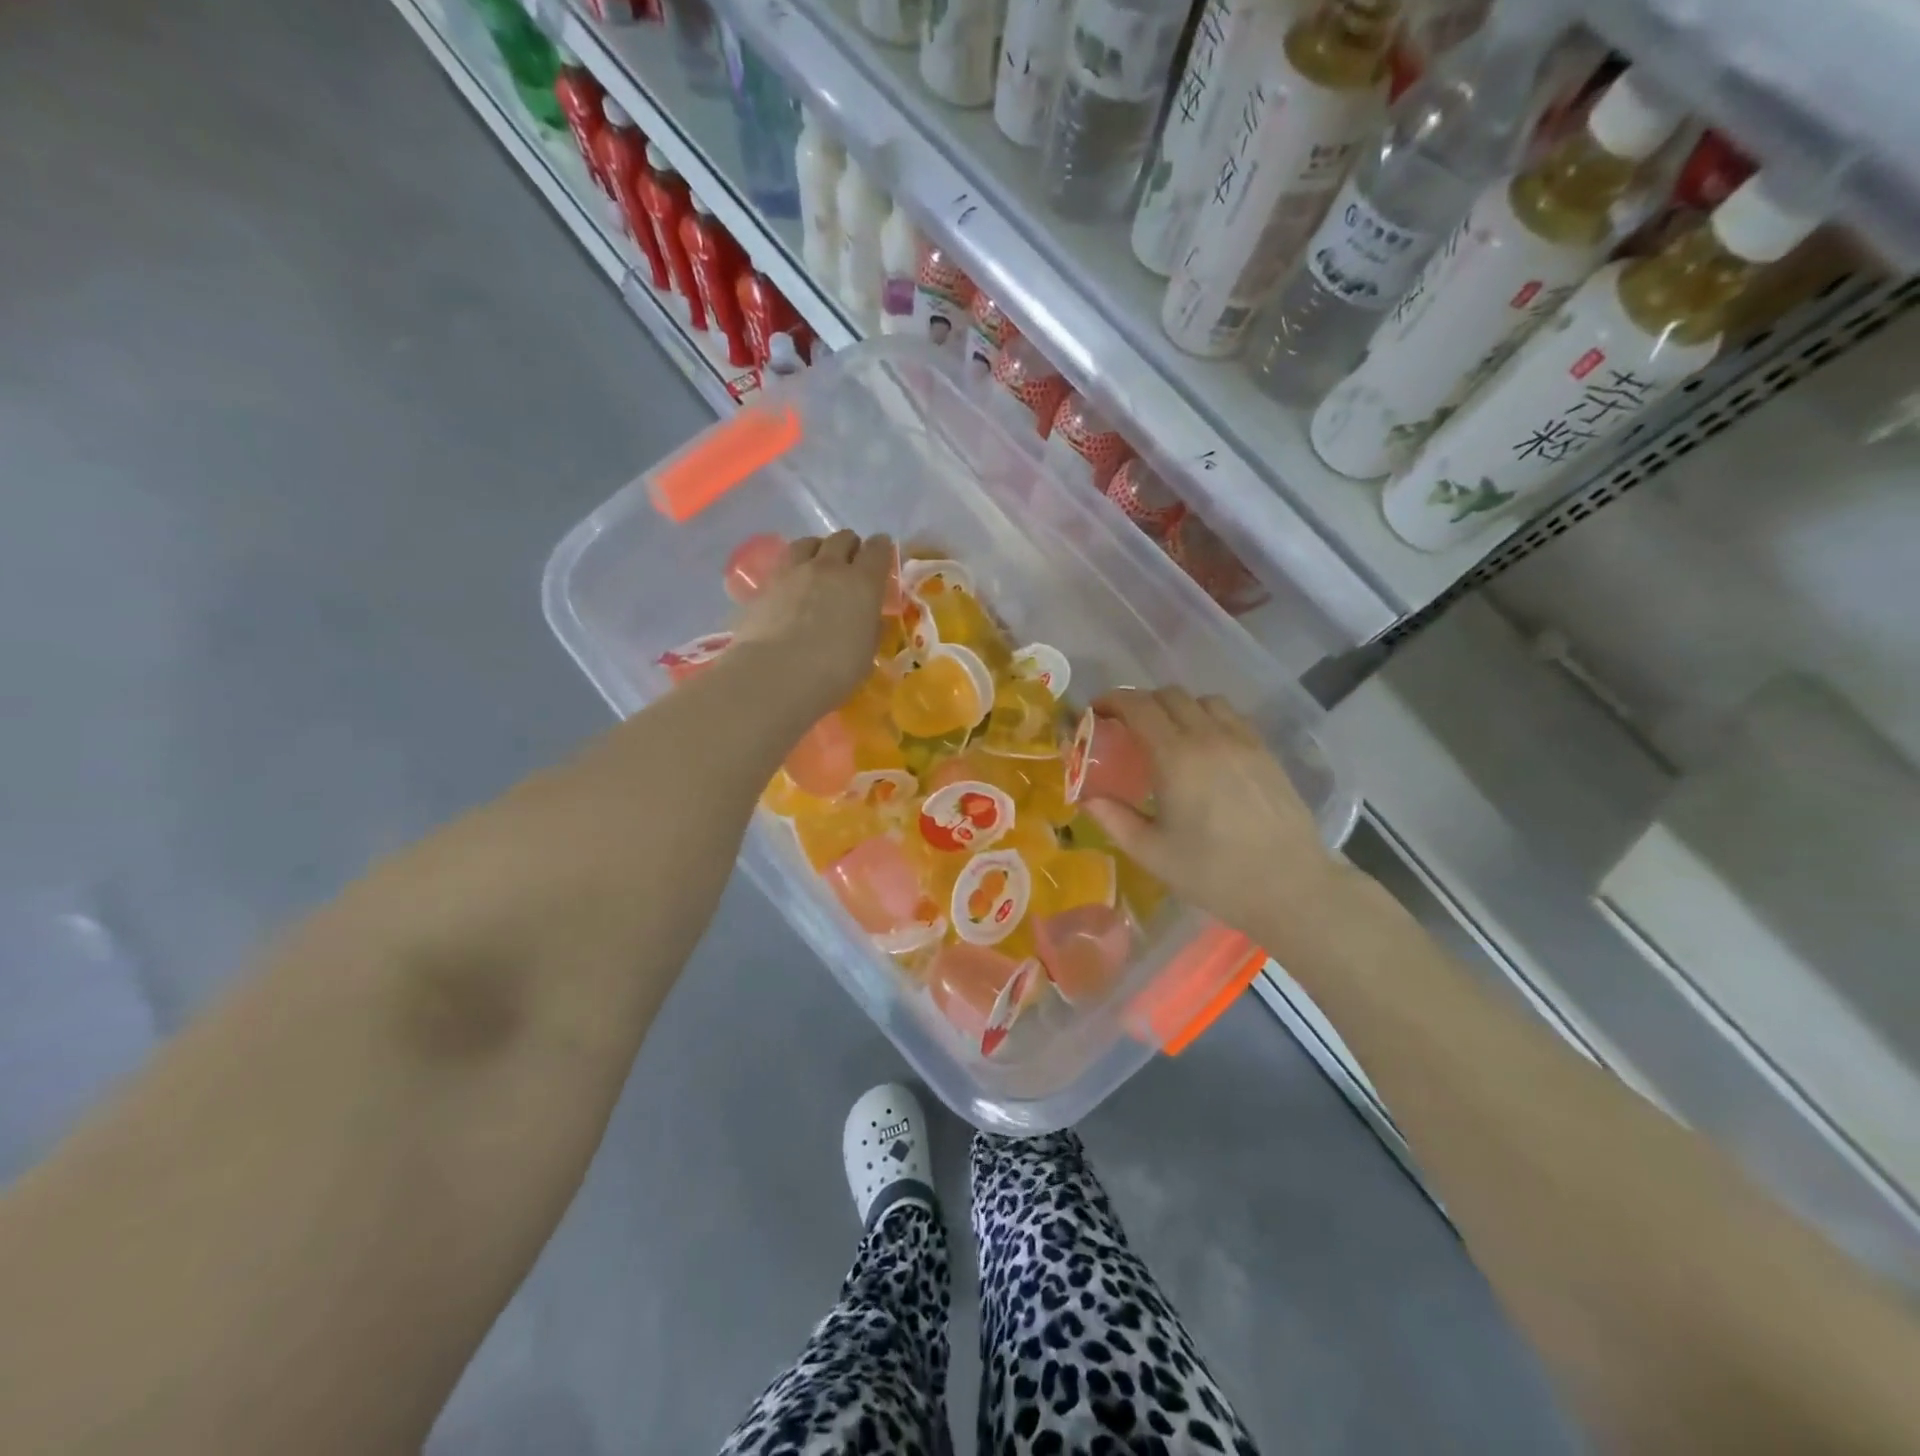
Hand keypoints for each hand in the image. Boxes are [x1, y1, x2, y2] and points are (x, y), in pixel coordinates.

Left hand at [731, 530, 892, 720]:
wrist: (776, 674)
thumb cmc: (834, 671)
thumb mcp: (866, 653)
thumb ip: (869, 628)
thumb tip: (867, 619)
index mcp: (863, 583)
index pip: (878, 550)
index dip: (881, 549)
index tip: (882, 553)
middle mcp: (829, 567)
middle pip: (842, 538)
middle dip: (850, 547)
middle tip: (850, 564)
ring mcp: (794, 572)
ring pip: (809, 543)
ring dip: (818, 549)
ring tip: (818, 566)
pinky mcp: (766, 584)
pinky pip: (784, 563)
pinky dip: (793, 568)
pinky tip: (791, 586)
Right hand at [1082, 688, 1353, 956]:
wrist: (1290, 886)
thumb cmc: (1214, 873)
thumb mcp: (1151, 853)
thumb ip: (1113, 819)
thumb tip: (1086, 798)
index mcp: (1175, 757)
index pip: (1138, 706)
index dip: (1112, 701)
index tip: (1095, 711)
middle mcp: (1209, 736)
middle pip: (1169, 695)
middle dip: (1140, 703)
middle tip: (1125, 728)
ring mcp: (1242, 741)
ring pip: (1203, 700)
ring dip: (1177, 707)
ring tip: (1166, 735)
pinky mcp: (1265, 752)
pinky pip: (1231, 717)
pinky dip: (1207, 718)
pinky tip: (1204, 749)